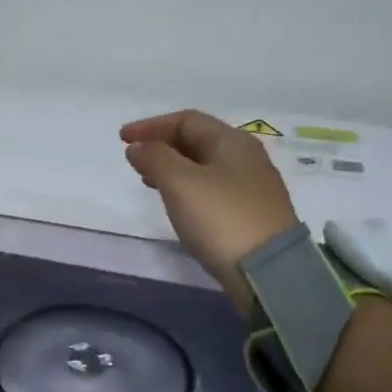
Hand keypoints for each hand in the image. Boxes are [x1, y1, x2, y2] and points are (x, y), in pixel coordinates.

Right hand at [120, 110, 298, 311]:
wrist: (269, 271)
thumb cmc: (220, 218)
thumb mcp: (180, 183)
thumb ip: (155, 158)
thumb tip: (138, 146)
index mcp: (232, 141)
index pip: (186, 121)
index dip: (151, 126)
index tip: (122, 139)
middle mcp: (246, 157)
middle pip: (197, 140)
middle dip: (162, 145)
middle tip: (134, 159)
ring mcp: (251, 186)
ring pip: (204, 165)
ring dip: (172, 167)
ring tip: (147, 180)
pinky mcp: (250, 213)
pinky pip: (211, 187)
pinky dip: (187, 187)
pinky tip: (176, 203)